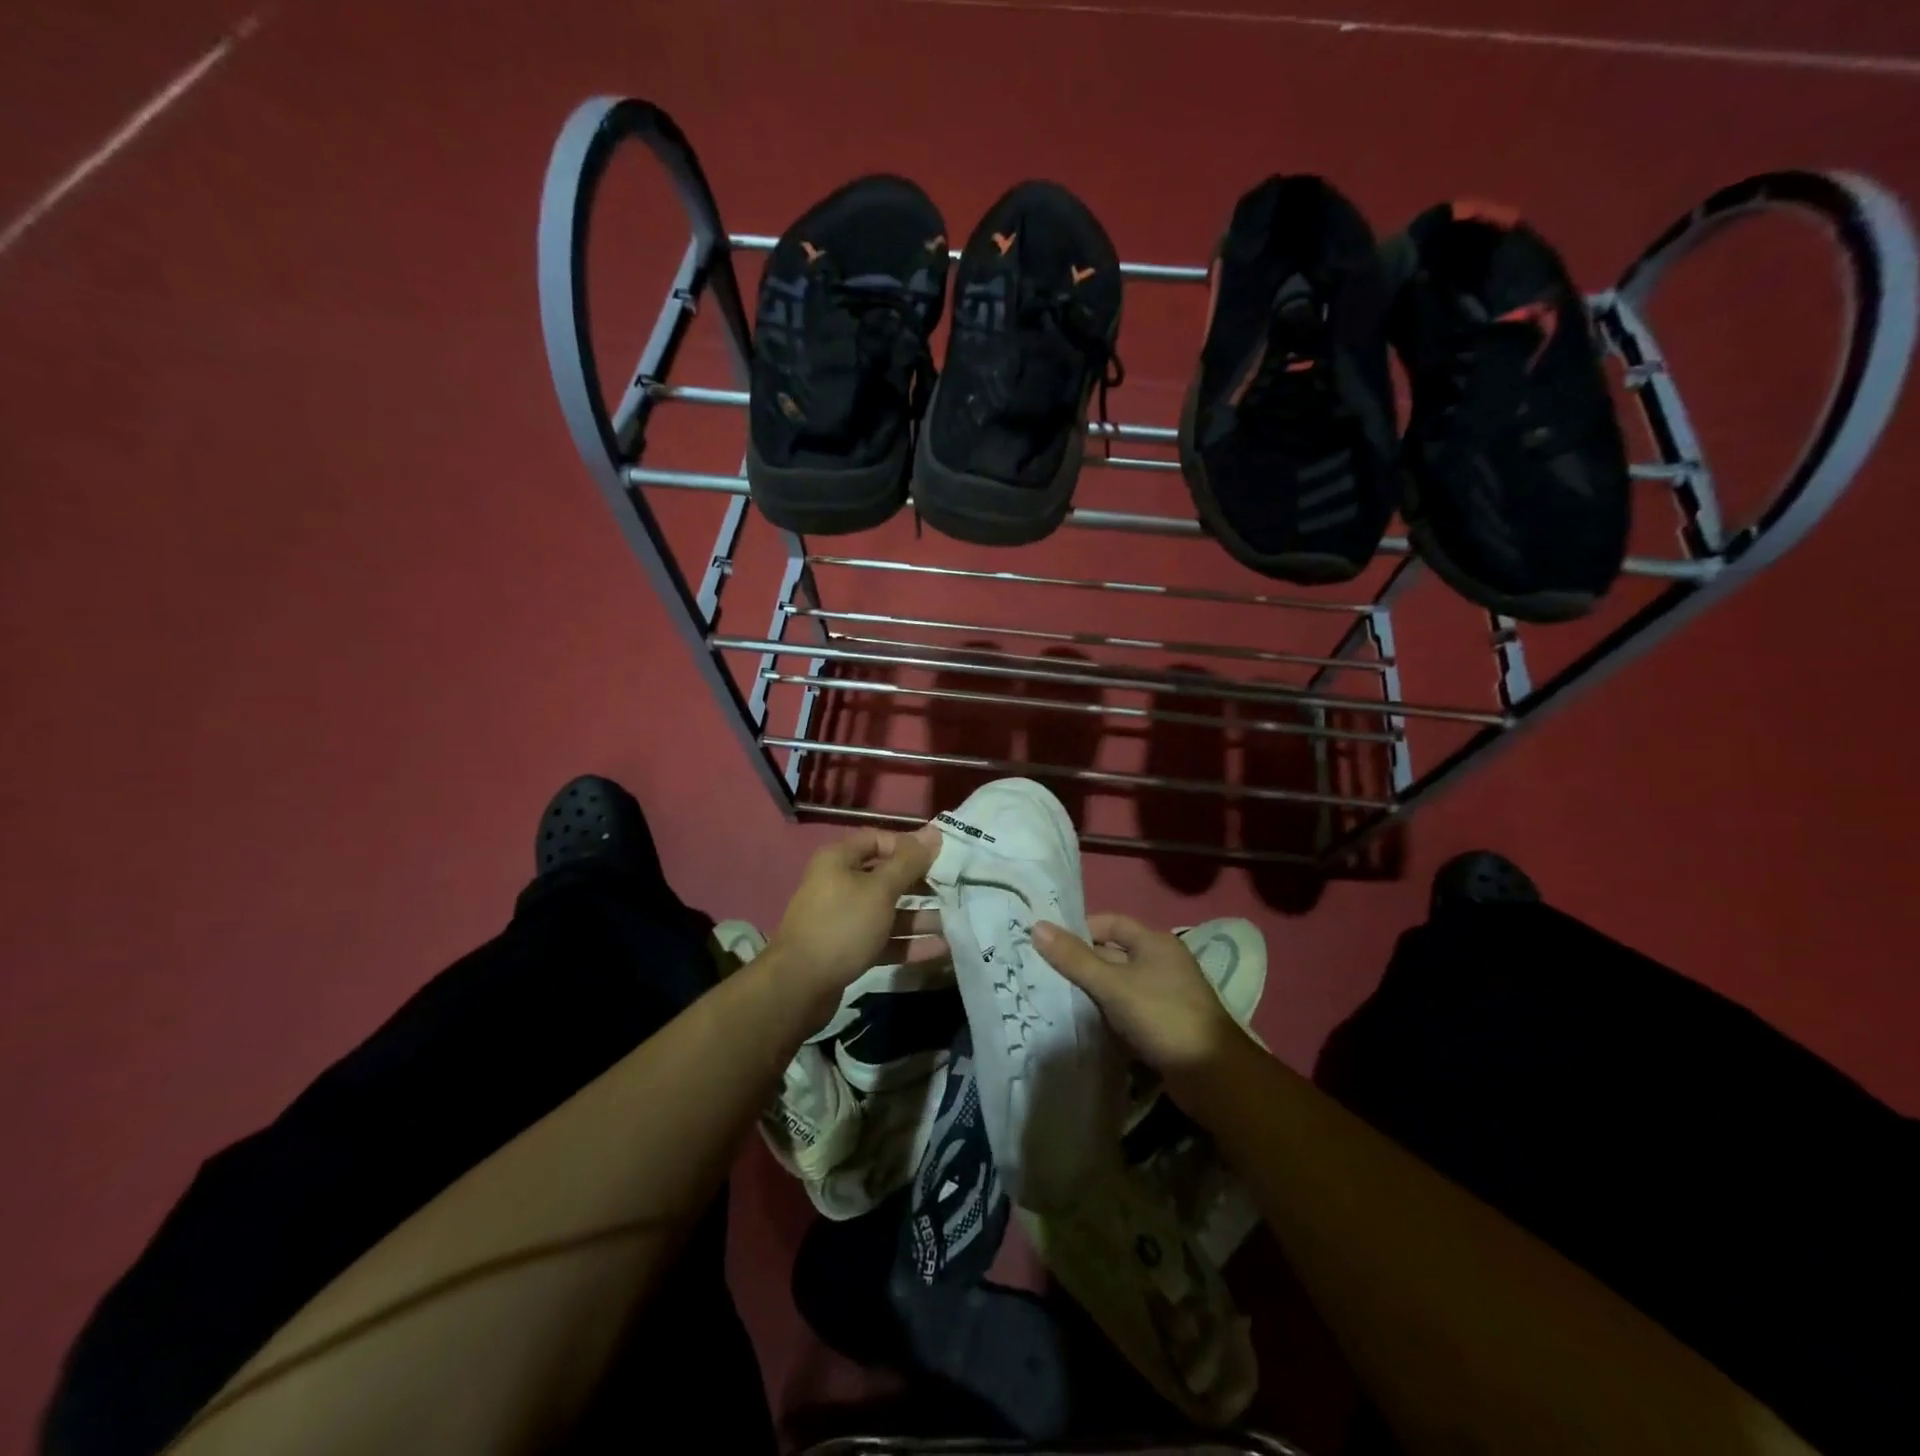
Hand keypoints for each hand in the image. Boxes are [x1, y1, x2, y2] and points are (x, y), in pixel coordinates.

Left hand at [765, 826, 941, 1016]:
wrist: (799, 986)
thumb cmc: (842, 925)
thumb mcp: (880, 890)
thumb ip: (909, 862)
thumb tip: (933, 832)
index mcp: (840, 860)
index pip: (879, 840)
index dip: (909, 846)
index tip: (940, 857)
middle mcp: (839, 883)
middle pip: (887, 877)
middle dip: (921, 884)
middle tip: (954, 890)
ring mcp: (843, 918)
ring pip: (888, 911)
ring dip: (920, 917)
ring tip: (955, 922)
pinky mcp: (848, 949)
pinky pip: (884, 939)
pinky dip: (908, 942)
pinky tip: (940, 949)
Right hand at [1032, 914, 1244, 1080]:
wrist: (1213, 1076)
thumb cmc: (1163, 1016)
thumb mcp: (1113, 985)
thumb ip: (1074, 958)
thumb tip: (1036, 926)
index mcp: (1154, 942)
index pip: (1110, 923)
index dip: (1080, 930)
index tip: (1049, 946)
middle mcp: (1161, 963)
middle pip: (1113, 954)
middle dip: (1081, 963)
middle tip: (1044, 974)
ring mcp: (1164, 995)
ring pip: (1119, 985)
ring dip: (1093, 992)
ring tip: (1056, 998)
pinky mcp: (1163, 1025)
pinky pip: (1127, 1010)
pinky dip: (1108, 1014)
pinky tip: (1085, 1025)